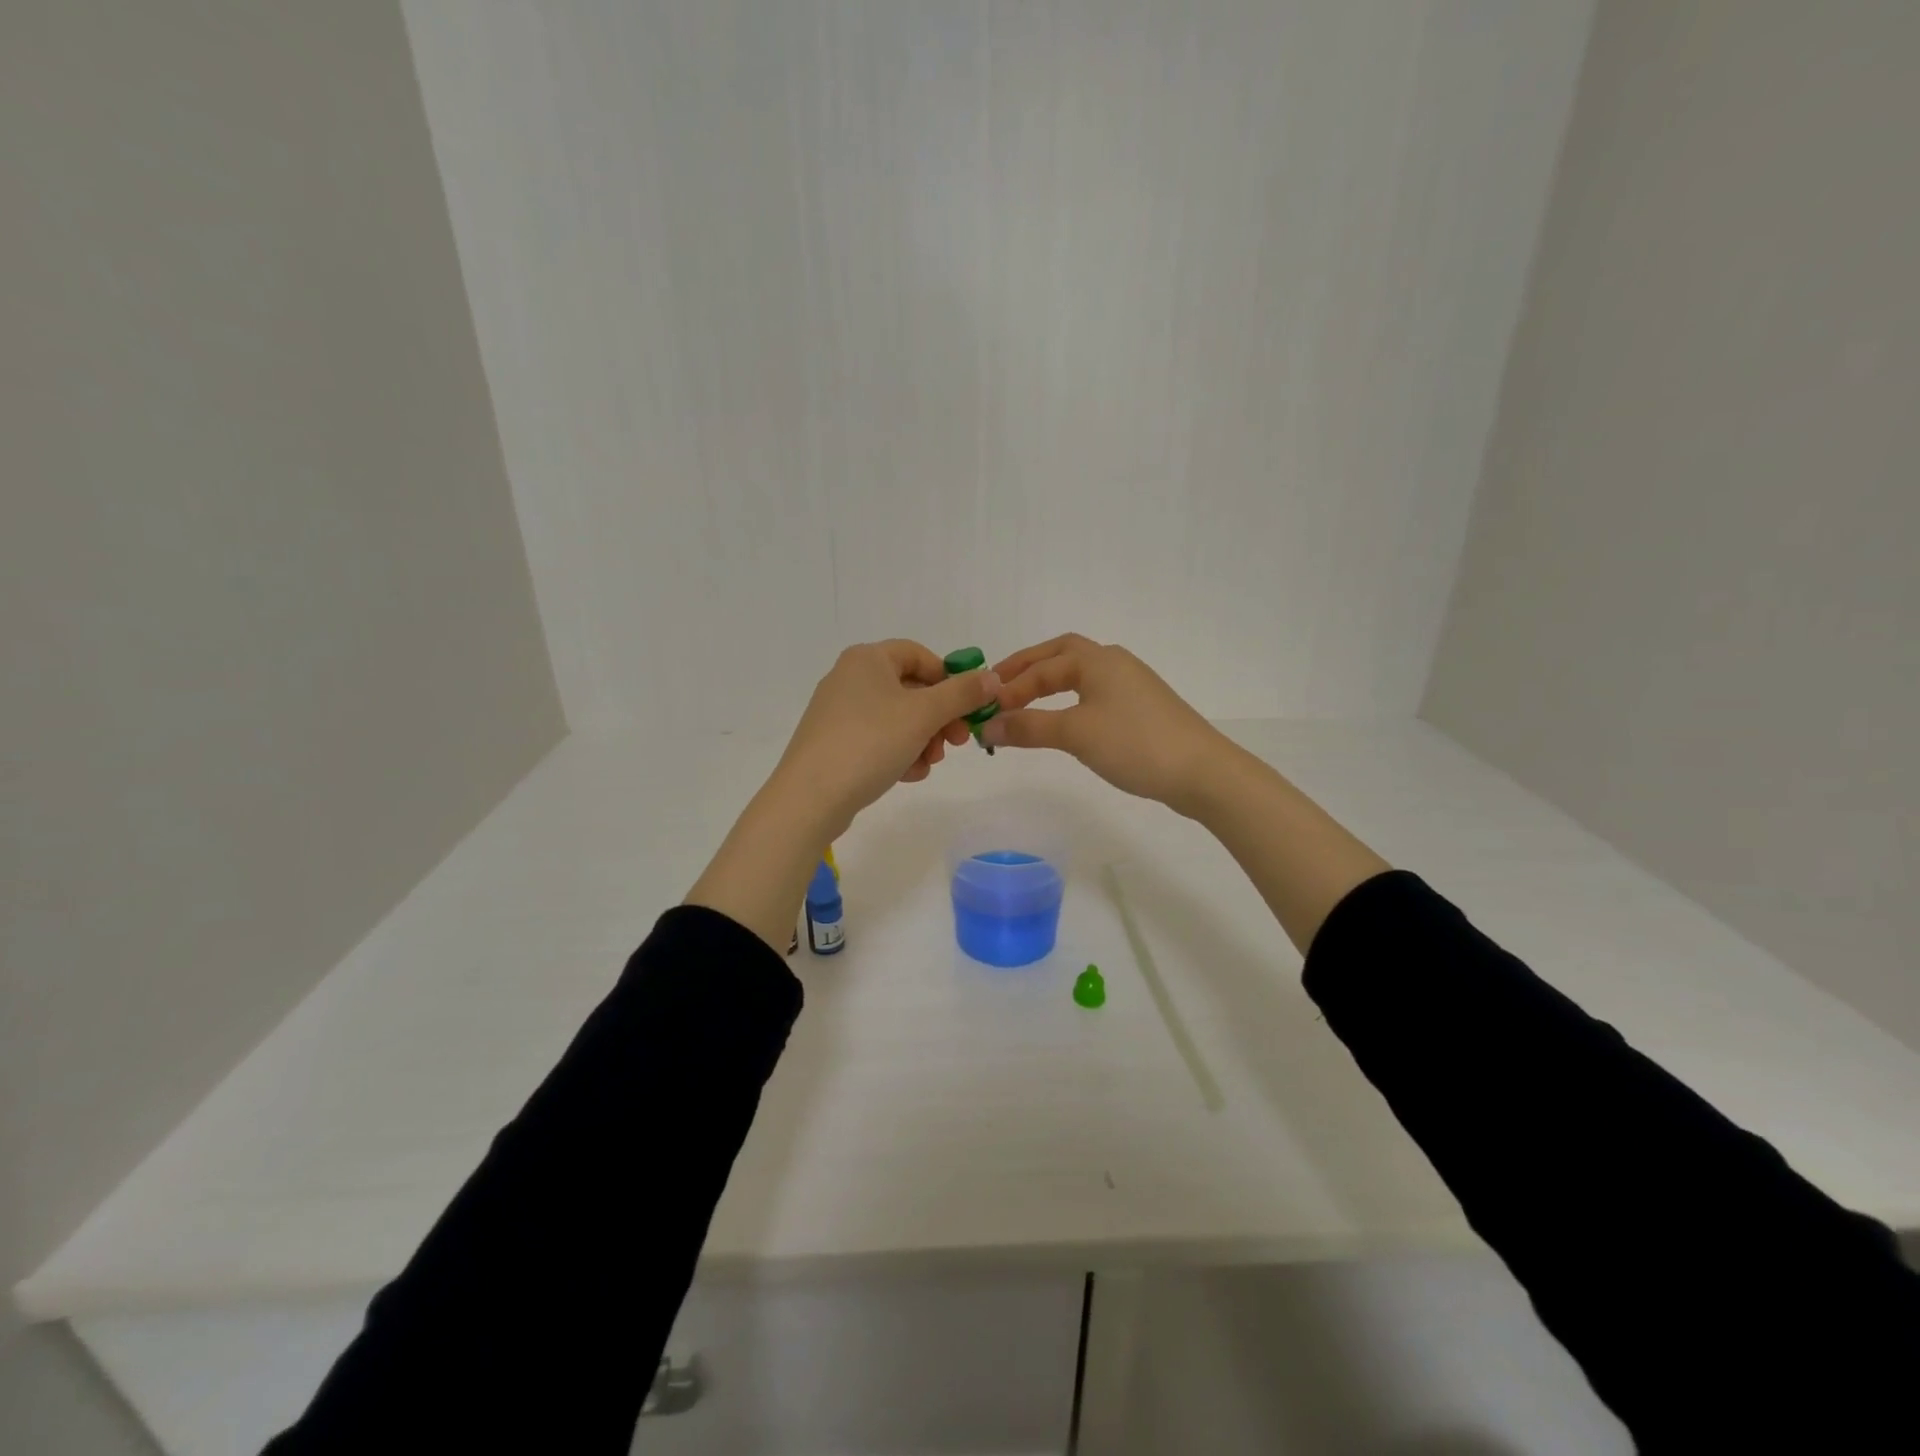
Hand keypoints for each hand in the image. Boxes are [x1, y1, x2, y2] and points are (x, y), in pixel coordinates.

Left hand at [769, 640, 998, 837]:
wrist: (810, 797)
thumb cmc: (870, 743)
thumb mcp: (924, 715)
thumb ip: (962, 694)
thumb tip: (992, 677)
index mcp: (867, 659)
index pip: (920, 655)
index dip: (949, 679)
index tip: (967, 708)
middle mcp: (850, 677)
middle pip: (911, 689)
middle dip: (939, 718)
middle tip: (956, 743)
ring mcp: (839, 712)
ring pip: (897, 718)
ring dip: (922, 740)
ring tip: (928, 764)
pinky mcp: (834, 742)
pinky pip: (878, 739)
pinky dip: (898, 753)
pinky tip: (906, 776)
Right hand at [981, 634, 1230, 814]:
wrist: (1202, 772)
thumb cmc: (1135, 744)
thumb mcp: (1075, 734)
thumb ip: (1028, 727)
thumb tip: (988, 727)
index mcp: (1096, 660)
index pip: (1040, 667)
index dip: (1009, 688)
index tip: (984, 712)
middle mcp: (1113, 662)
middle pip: (1060, 655)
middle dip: (1026, 669)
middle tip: (998, 689)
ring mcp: (1130, 684)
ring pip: (1078, 675)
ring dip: (1047, 684)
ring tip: (1022, 705)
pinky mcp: (1140, 708)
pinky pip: (1093, 694)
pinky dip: (1068, 701)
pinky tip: (1063, 721)